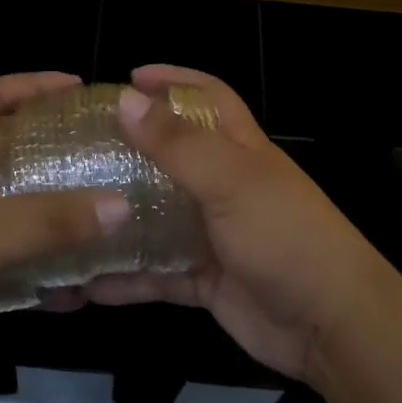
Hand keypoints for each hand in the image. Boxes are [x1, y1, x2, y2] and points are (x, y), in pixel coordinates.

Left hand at [0, 72, 128, 395]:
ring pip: (19, 208)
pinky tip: (80, 283)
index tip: (76, 86)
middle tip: (105, 151)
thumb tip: (121, 204)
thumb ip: (50, 220)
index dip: (31, 84)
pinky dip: (46, 267)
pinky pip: (17, 259)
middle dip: (57, 148)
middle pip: (13, 151)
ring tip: (106, 211)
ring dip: (58, 211)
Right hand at [80, 64, 392, 383]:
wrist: (329, 325)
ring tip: (71, 213)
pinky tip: (86, 282)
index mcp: (240, 149)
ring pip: (158, 218)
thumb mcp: (230, 181)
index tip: (130, 77)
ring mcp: (214, 234)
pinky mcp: (205, 279)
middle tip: (80, 149)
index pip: (208, 97)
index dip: (175, 80)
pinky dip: (126, 277)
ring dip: (120, 218)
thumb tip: (126, 99)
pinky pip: (157, 273)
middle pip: (172, 157)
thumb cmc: (284, 235)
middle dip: (131, 150)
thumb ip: (178, 143)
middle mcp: (225, 186)